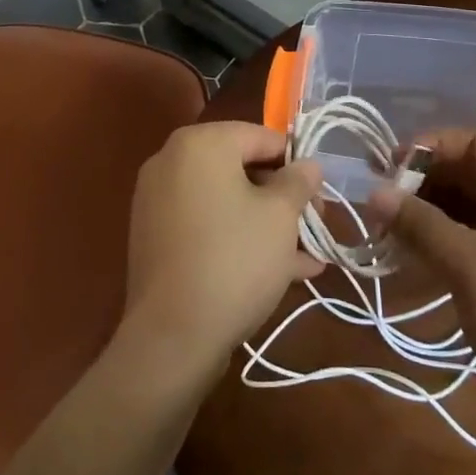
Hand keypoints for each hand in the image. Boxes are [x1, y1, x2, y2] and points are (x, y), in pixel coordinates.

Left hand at [121, 122, 324, 386]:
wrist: (171, 338)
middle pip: (242, 168)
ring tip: (305, 257)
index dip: (297, 164)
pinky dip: (237, 237)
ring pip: (226, 201)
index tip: (320, 195)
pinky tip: (277, 272)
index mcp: (200, 143)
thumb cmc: (234, 261)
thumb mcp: (281, 217)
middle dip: (283, 199)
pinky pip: (206, 224)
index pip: (261, 137)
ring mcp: (158, 200)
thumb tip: (309, 165)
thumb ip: (298, 182)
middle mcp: (172, 160)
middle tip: (315, 227)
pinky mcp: (155, 237)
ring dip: (266, 224)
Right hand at [367, 127, 475, 438]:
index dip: (433, 146)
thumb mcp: (468, 267)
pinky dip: (446, 237)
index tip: (390, 167)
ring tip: (391, 227)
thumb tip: (373, 194)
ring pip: (472, 205)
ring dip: (431, 210)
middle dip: (427, 181)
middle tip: (384, 200)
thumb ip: (419, 224)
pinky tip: (414, 251)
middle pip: (474, 172)